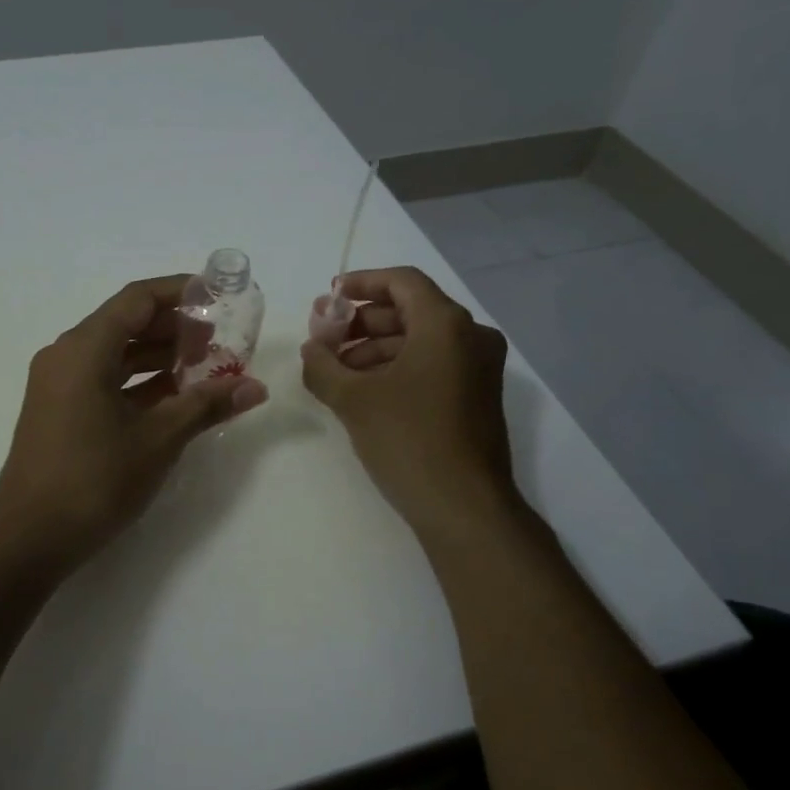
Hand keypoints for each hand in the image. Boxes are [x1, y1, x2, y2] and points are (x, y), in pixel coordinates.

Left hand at [0, 275, 268, 569]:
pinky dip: (139, 383)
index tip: (218, 297)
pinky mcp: (60, 411)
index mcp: (84, 349)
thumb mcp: (158, 439)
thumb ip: (206, 405)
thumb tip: (255, 388)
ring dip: (159, 357)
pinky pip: (104, 380)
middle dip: (175, 328)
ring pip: (116, 354)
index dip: (180, 293)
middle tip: (221, 340)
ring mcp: (59, 385)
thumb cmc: (94, 479)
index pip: (137, 299)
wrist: (29, 538)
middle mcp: (66, 356)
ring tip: (206, 368)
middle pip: (126, 323)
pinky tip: (175, 397)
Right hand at [300, 266, 515, 535]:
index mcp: (446, 325)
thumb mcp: (353, 399)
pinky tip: (362, 391)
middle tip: (324, 338)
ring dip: (374, 348)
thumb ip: (323, 365)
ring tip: (335, 371)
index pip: (402, 282)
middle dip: (361, 321)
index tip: (329, 296)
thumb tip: (312, 350)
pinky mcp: (476, 397)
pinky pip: (431, 365)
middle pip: (410, 310)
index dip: (362, 283)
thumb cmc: (408, 440)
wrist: (464, 507)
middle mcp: (470, 338)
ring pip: (419, 341)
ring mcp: (478, 369)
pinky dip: (396, 368)